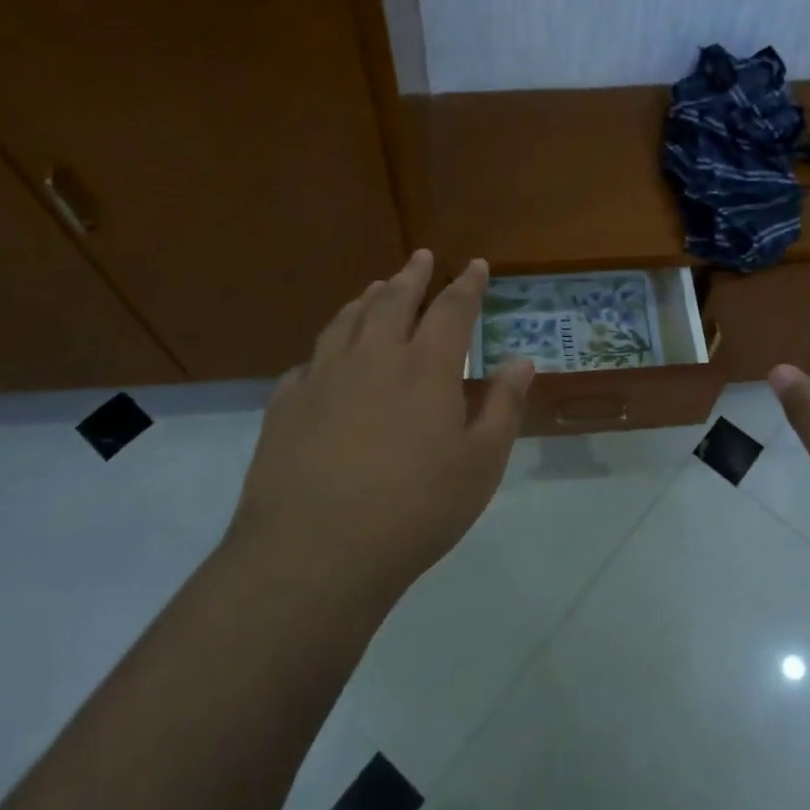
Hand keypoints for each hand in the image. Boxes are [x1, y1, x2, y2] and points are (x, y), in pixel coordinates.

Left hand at [229, 251, 532, 606]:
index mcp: (425, 367)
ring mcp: (322, 377)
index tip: (476, 265)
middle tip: (421, 258)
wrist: (316, 551)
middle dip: (412, 276)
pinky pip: (309, 361)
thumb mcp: (481, 464)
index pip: (452, 309)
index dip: (467, 284)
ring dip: (366, 300)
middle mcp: (373, 357)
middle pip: (393, 300)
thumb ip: (504, 407)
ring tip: (376, 289)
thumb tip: (523, 362)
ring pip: (346, 321)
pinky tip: (326, 358)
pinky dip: (327, 348)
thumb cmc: (416, 510)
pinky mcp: (286, 404)